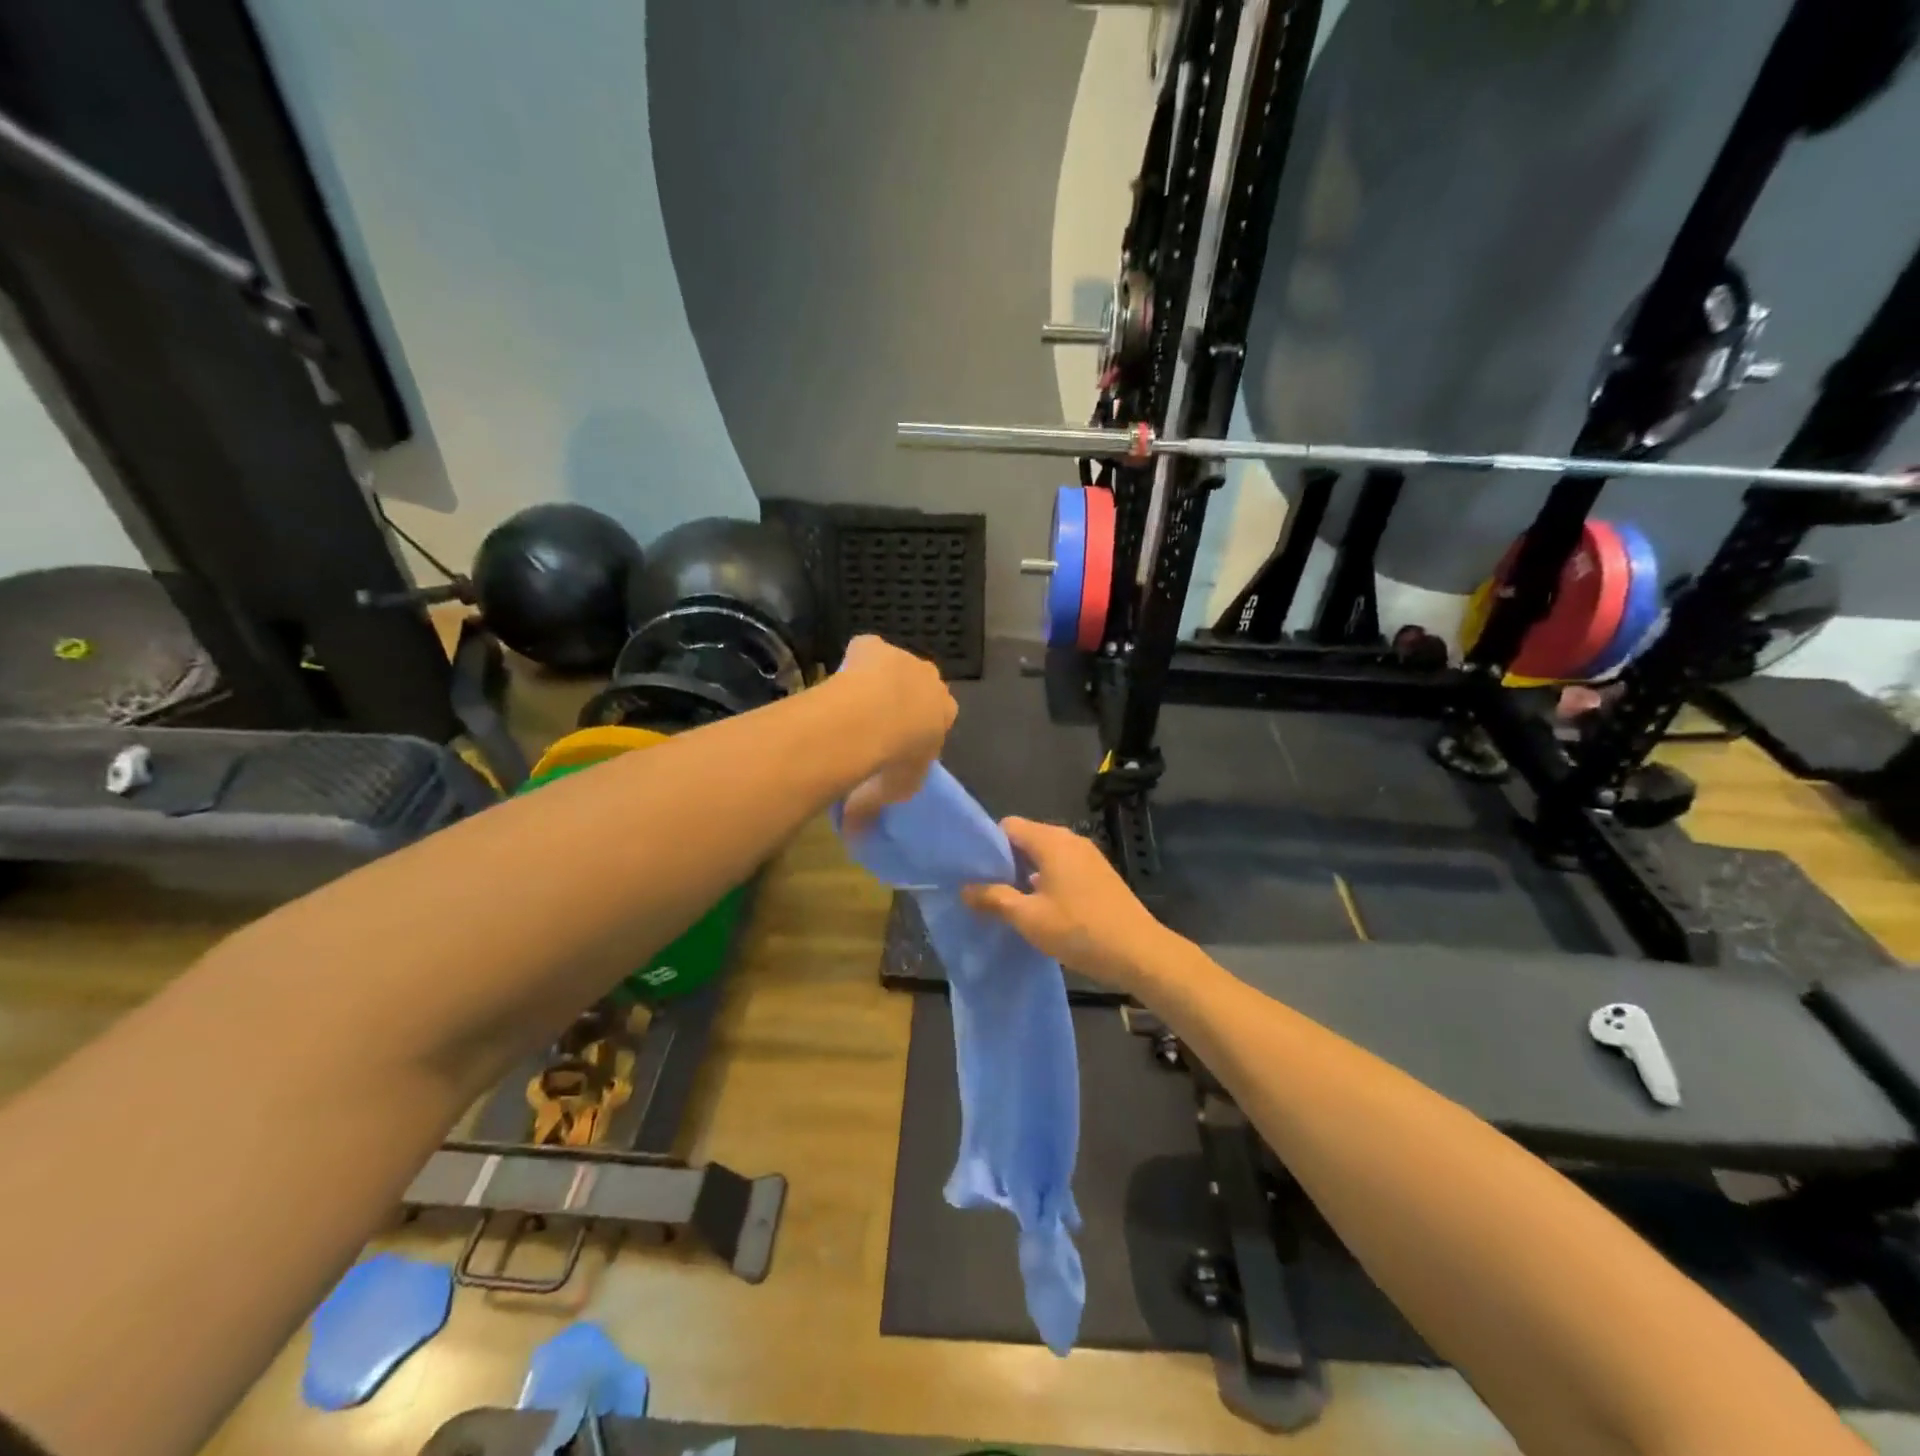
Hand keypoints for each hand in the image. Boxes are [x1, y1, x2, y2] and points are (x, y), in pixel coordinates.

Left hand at [837, 636, 956, 832]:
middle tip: (875, 723)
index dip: (918, 728)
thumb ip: (880, 805)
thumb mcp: (895, 791)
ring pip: (892, 668)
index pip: (939, 715)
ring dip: (878, 681)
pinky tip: (839, 683)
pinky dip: (854, 664)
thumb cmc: (895, 757)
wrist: (872, 717)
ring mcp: (903, 657)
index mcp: (946, 711)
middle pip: (919, 687)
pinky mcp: (873, 645)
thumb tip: (856, 837)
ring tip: (852, 705)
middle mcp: (932, 679)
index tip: (897, 743)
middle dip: (902, 700)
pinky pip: (864, 652)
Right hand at [962, 817, 1170, 990]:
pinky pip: (1063, 868)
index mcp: (1051, 841)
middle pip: (1027, 839)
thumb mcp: (1029, 917)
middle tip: (986, 891)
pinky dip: (1047, 882)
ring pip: (1045, 856)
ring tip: (1008, 904)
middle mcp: (1070, 840)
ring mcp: (1088, 857)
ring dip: (1026, 875)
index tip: (974, 872)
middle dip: (1005, 863)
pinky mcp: (1100, 875)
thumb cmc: (1079, 930)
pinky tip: (1040, 910)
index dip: (988, 846)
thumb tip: (965, 889)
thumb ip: (994, 899)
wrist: (1139, 952)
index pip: (1008, 826)